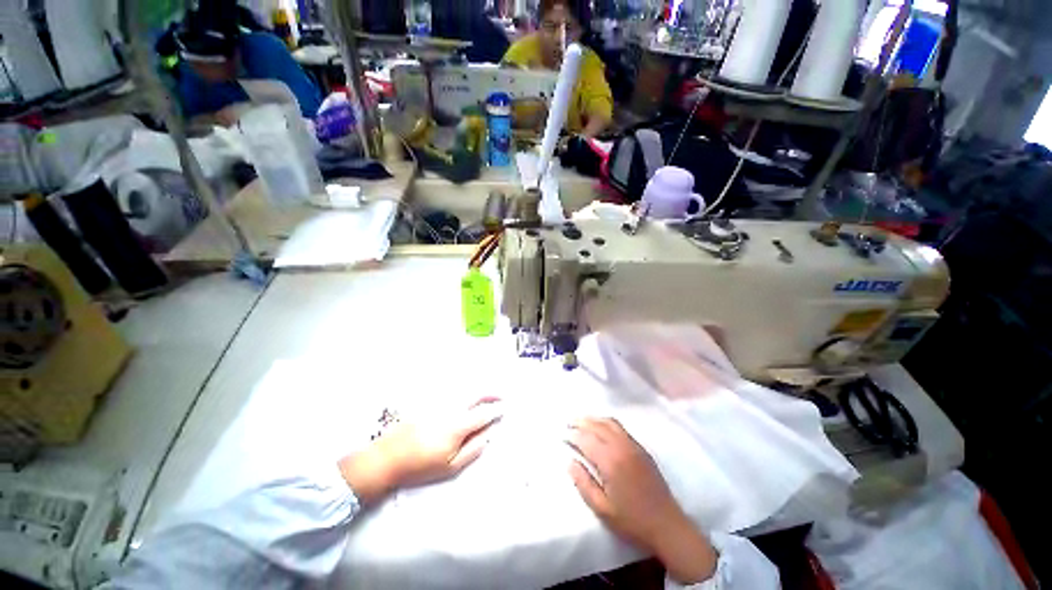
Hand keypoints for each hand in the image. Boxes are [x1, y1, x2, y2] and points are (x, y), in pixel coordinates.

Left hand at [338, 399, 501, 504]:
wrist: (388, 457)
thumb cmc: (421, 466)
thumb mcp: (450, 467)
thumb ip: (473, 450)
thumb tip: (488, 436)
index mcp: (458, 426)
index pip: (483, 413)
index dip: (496, 410)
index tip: (504, 409)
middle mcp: (451, 409)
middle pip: (476, 395)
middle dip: (491, 393)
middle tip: (500, 396)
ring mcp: (439, 403)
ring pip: (464, 390)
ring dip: (478, 390)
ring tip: (487, 394)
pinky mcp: (430, 402)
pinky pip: (451, 392)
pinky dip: (463, 391)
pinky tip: (465, 395)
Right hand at [568, 418, 717, 584]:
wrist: (667, 525)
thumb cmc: (632, 521)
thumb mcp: (602, 509)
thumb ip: (583, 484)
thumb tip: (570, 462)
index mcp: (610, 461)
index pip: (586, 440)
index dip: (573, 435)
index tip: (563, 435)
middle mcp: (621, 447)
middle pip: (597, 425)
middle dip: (581, 421)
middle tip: (568, 422)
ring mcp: (633, 446)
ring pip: (610, 422)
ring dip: (594, 419)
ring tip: (582, 421)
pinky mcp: (641, 449)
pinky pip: (620, 428)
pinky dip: (606, 422)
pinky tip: (601, 428)